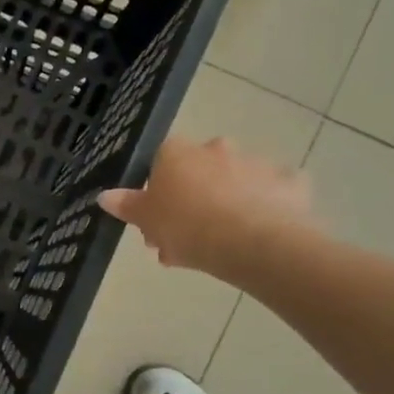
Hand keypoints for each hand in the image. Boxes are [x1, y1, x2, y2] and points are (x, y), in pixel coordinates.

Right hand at [98, 137, 318, 284]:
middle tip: (186, 238)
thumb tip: (103, 195)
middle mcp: (216, 148)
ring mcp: (256, 163)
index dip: (158, 191)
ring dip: (227, 204)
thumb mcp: (146, 220)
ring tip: (222, 245)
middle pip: (199, 171)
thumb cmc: (187, 226)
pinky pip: (273, 194)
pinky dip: (267, 208)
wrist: (253, 243)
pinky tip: (261, 233)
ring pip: (235, 182)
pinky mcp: (290, 182)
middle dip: (193, 199)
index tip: (158, 219)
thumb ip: (126, 205)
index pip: (160, 162)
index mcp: (178, 152)